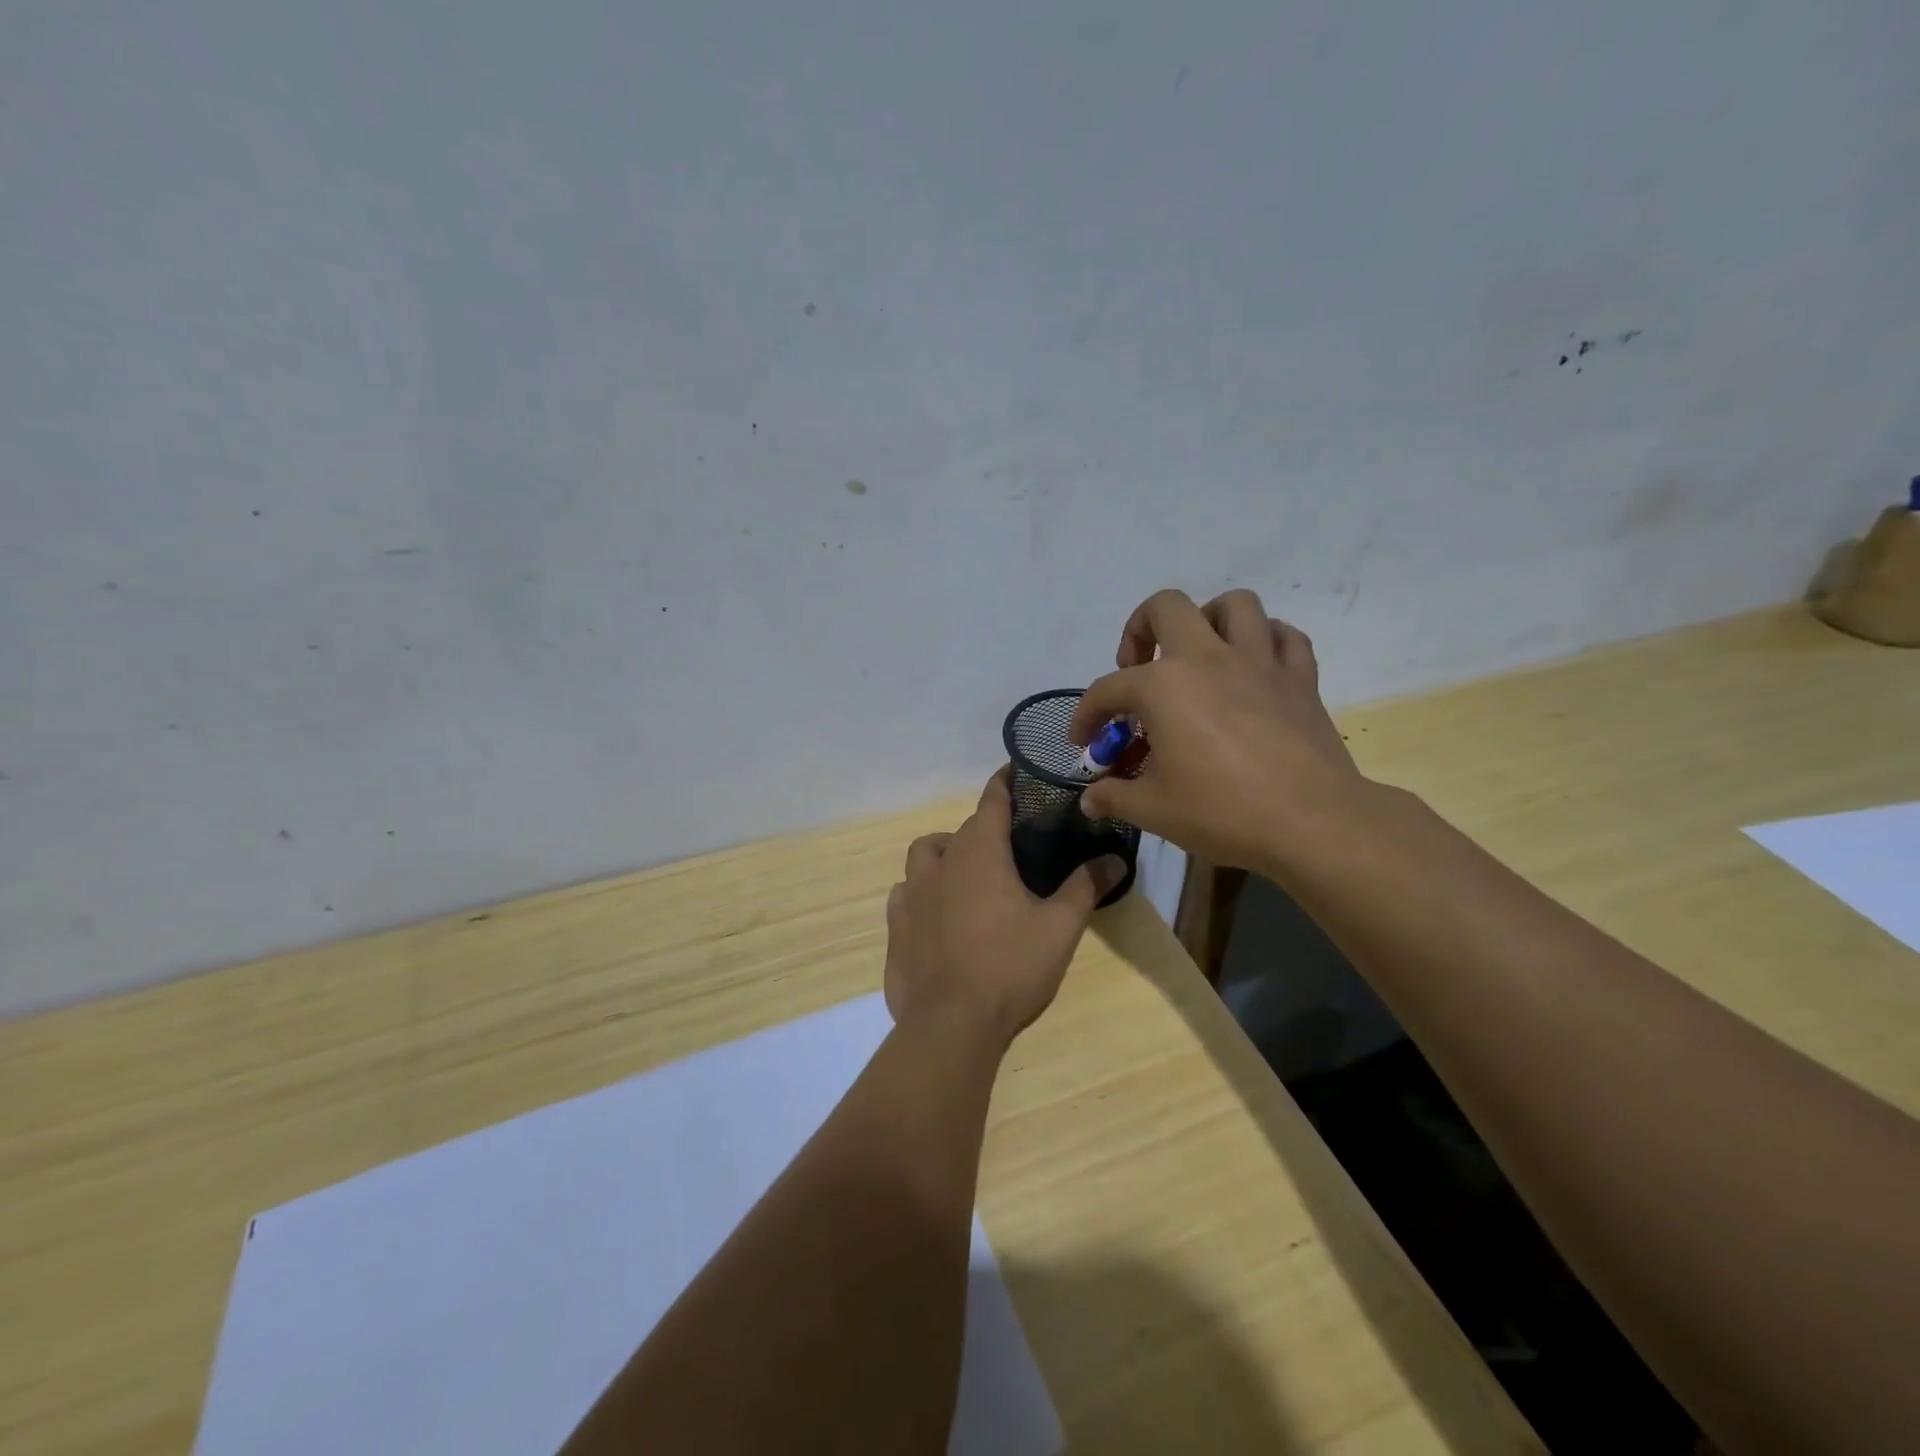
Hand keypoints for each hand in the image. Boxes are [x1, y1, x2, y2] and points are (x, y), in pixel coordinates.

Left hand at [885, 769, 1125, 1048]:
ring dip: (945, 854)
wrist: (951, 1023)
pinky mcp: (895, 926)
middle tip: (1009, 849)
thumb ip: (1086, 887)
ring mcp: (912, 893)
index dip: (1006, 782)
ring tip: (967, 876)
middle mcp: (941, 862)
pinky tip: (936, 914)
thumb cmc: (1010, 966)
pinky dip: (921, 893)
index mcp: (980, 852)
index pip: (992, 800)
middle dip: (984, 828)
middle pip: (962, 829)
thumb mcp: (1060, 927)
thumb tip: (1116, 859)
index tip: (1017, 771)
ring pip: (924, 854)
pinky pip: (905, 893)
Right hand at [1070, 588, 1366, 873]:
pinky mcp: (1300, 678)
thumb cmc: (1223, 812)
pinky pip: (1285, 637)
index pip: (1108, 689)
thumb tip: (1089, 801)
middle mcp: (1208, 658)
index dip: (1087, 715)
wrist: (1312, 823)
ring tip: (1199, 655)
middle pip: (1166, 607)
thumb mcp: (1153, 810)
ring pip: (1234, 605)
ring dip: (1209, 620)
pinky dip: (1266, 642)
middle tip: (1139, 666)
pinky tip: (1254, 668)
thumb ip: (1113, 797)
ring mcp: (1259, 662)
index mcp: (1164, 686)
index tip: (1083, 742)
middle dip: (1141, 628)